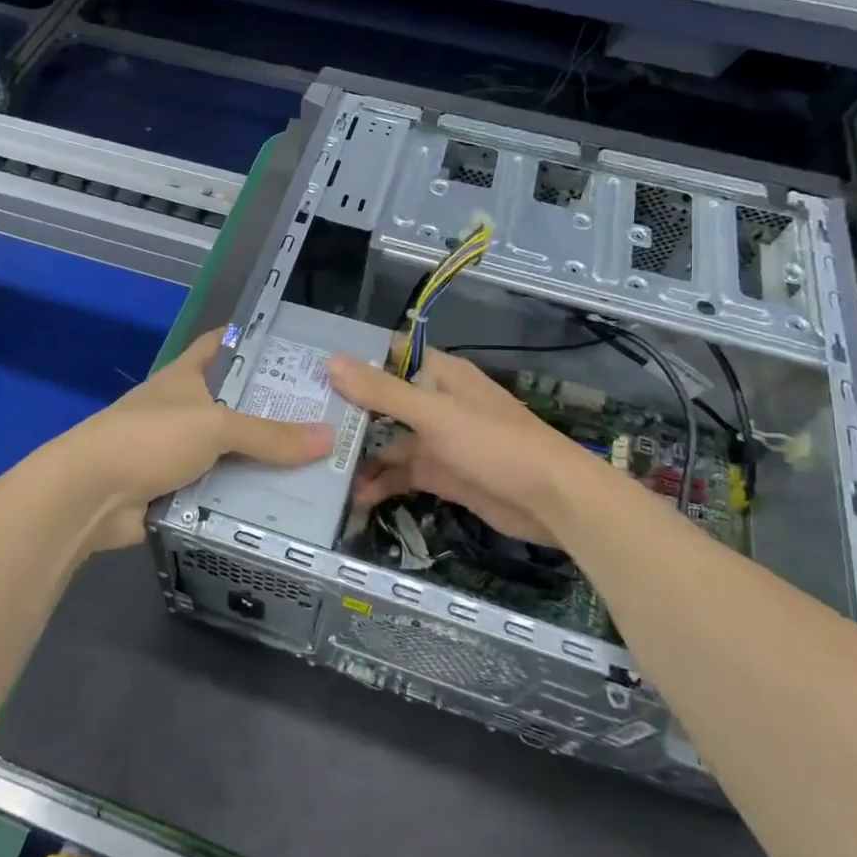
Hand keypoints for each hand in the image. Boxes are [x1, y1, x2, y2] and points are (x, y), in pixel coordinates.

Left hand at [57, 330, 332, 550]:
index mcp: (187, 376)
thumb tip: (329, 437)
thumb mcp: (215, 426)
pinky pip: (220, 491)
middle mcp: (184, 408)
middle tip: (327, 417)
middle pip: (236, 404)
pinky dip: (245, 498)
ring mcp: (177, 451)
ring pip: (231, 452)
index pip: (223, 344)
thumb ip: (270, 434)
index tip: (298, 348)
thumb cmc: (150, 438)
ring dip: (264, 461)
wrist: (89, 495)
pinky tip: (285, 507)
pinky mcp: (176, 490)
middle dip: (275, 411)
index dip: (255, 340)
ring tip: (319, 466)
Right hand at [327, 348, 604, 545]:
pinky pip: (403, 473)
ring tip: (321, 466)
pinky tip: (355, 495)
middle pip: (384, 401)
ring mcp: (439, 441)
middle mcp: (437, 403)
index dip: (355, 359)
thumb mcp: (435, 414)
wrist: (552, 501)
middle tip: (304, 421)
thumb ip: (383, 391)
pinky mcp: (443, 474)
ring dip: (362, 452)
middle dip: (350, 411)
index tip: (313, 368)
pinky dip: (381, 482)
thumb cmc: (495, 444)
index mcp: (440, 375)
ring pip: (391, 440)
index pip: (390, 355)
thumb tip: (332, 362)